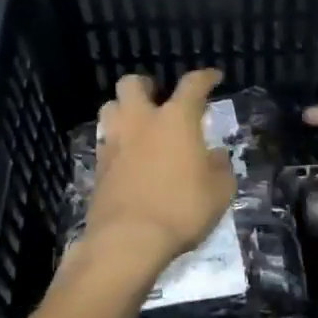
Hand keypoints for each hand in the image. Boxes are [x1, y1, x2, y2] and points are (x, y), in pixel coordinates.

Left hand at [76, 69, 234, 284]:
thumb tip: (215, 156)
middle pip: (132, 84)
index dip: (205, 77)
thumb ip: (220, 168)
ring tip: (138, 126)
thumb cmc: (181, 209)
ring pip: (110, 107)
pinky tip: (128, 157)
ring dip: (124, 110)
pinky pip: (105, 140)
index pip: (192, 85)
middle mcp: (141, 121)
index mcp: (175, 119)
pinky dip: (116, 142)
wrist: (128, 240)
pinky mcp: (98, 166)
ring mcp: (114, 141)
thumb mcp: (219, 192)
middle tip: (158, 98)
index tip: (213, 78)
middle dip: (146, 86)